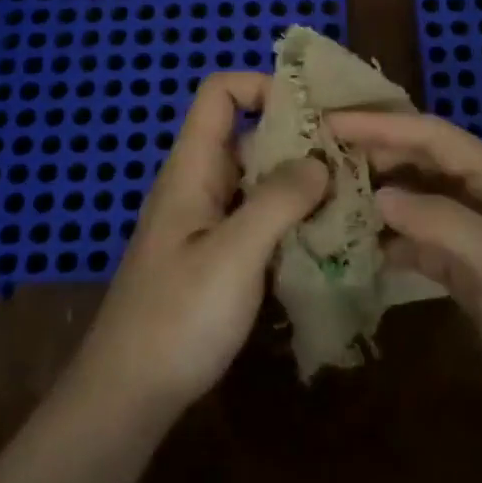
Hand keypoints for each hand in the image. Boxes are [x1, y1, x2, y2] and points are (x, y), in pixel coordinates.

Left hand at [70, 72, 327, 419]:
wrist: (128, 395)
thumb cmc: (176, 318)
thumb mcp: (233, 255)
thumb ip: (277, 200)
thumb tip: (319, 161)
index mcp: (191, 169)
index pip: (220, 93)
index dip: (263, 86)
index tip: (315, 111)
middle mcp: (199, 186)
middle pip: (249, 136)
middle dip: (299, 140)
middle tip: (353, 160)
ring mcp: (207, 223)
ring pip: (259, 181)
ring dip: (301, 185)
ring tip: (353, 198)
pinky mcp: (217, 258)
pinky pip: (259, 220)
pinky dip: (291, 221)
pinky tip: (327, 240)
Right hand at [327, 111, 481, 434]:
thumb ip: (440, 221)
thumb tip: (378, 195)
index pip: (433, 136)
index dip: (382, 125)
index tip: (329, 122)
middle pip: (422, 162)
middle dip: (374, 153)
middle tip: (318, 154)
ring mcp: (477, 237)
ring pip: (418, 201)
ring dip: (378, 195)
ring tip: (327, 193)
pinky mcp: (467, 275)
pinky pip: (420, 243)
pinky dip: (390, 240)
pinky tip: (357, 246)